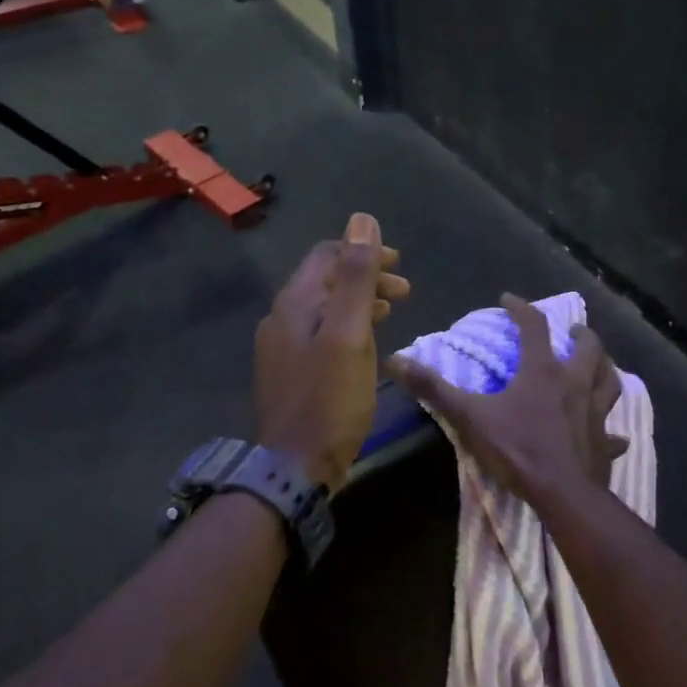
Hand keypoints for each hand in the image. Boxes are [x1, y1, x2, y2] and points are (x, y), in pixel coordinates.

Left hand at [255, 214, 410, 493]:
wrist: (295, 466)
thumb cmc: (329, 399)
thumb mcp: (350, 335)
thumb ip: (356, 278)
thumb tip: (362, 220)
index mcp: (295, 303)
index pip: (327, 255)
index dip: (364, 251)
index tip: (399, 264)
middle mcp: (282, 318)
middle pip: (326, 280)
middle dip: (366, 276)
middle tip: (404, 291)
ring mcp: (282, 347)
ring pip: (325, 308)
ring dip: (359, 301)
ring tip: (392, 309)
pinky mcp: (290, 371)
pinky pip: (321, 333)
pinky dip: (348, 326)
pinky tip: (366, 342)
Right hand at [390, 294, 627, 504]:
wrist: (562, 492)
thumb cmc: (517, 449)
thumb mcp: (470, 416)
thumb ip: (434, 389)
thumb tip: (396, 360)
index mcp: (544, 372)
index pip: (534, 327)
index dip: (521, 309)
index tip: (509, 300)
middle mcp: (576, 384)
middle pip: (588, 349)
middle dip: (580, 335)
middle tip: (573, 331)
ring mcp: (596, 413)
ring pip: (610, 381)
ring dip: (606, 369)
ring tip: (599, 365)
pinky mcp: (605, 442)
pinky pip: (614, 432)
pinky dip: (613, 430)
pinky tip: (614, 434)